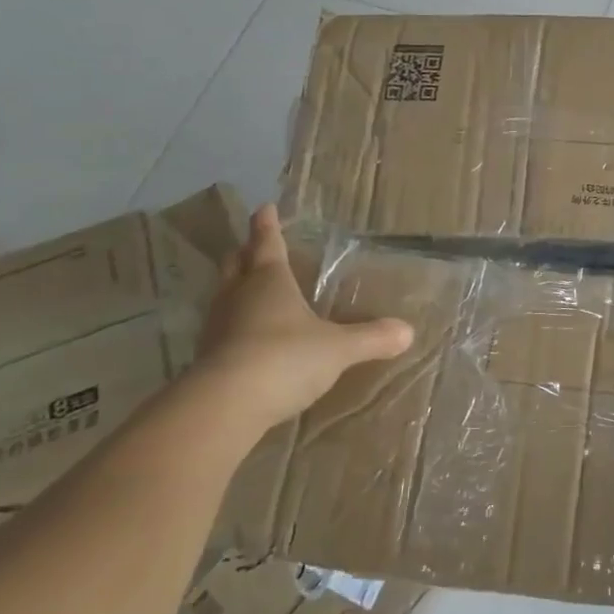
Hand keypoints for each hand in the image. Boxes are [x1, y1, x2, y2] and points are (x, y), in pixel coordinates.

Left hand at [190, 204, 413, 433]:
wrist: (225, 405)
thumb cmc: (285, 357)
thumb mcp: (338, 348)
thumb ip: (371, 338)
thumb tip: (408, 331)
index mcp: (269, 280)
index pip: (267, 243)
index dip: (266, 225)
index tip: (264, 208)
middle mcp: (238, 295)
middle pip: (236, 264)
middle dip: (244, 253)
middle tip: (252, 247)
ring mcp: (217, 327)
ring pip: (224, 296)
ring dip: (235, 289)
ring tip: (250, 290)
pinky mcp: (206, 358)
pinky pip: (221, 330)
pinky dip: (233, 326)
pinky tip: (246, 338)